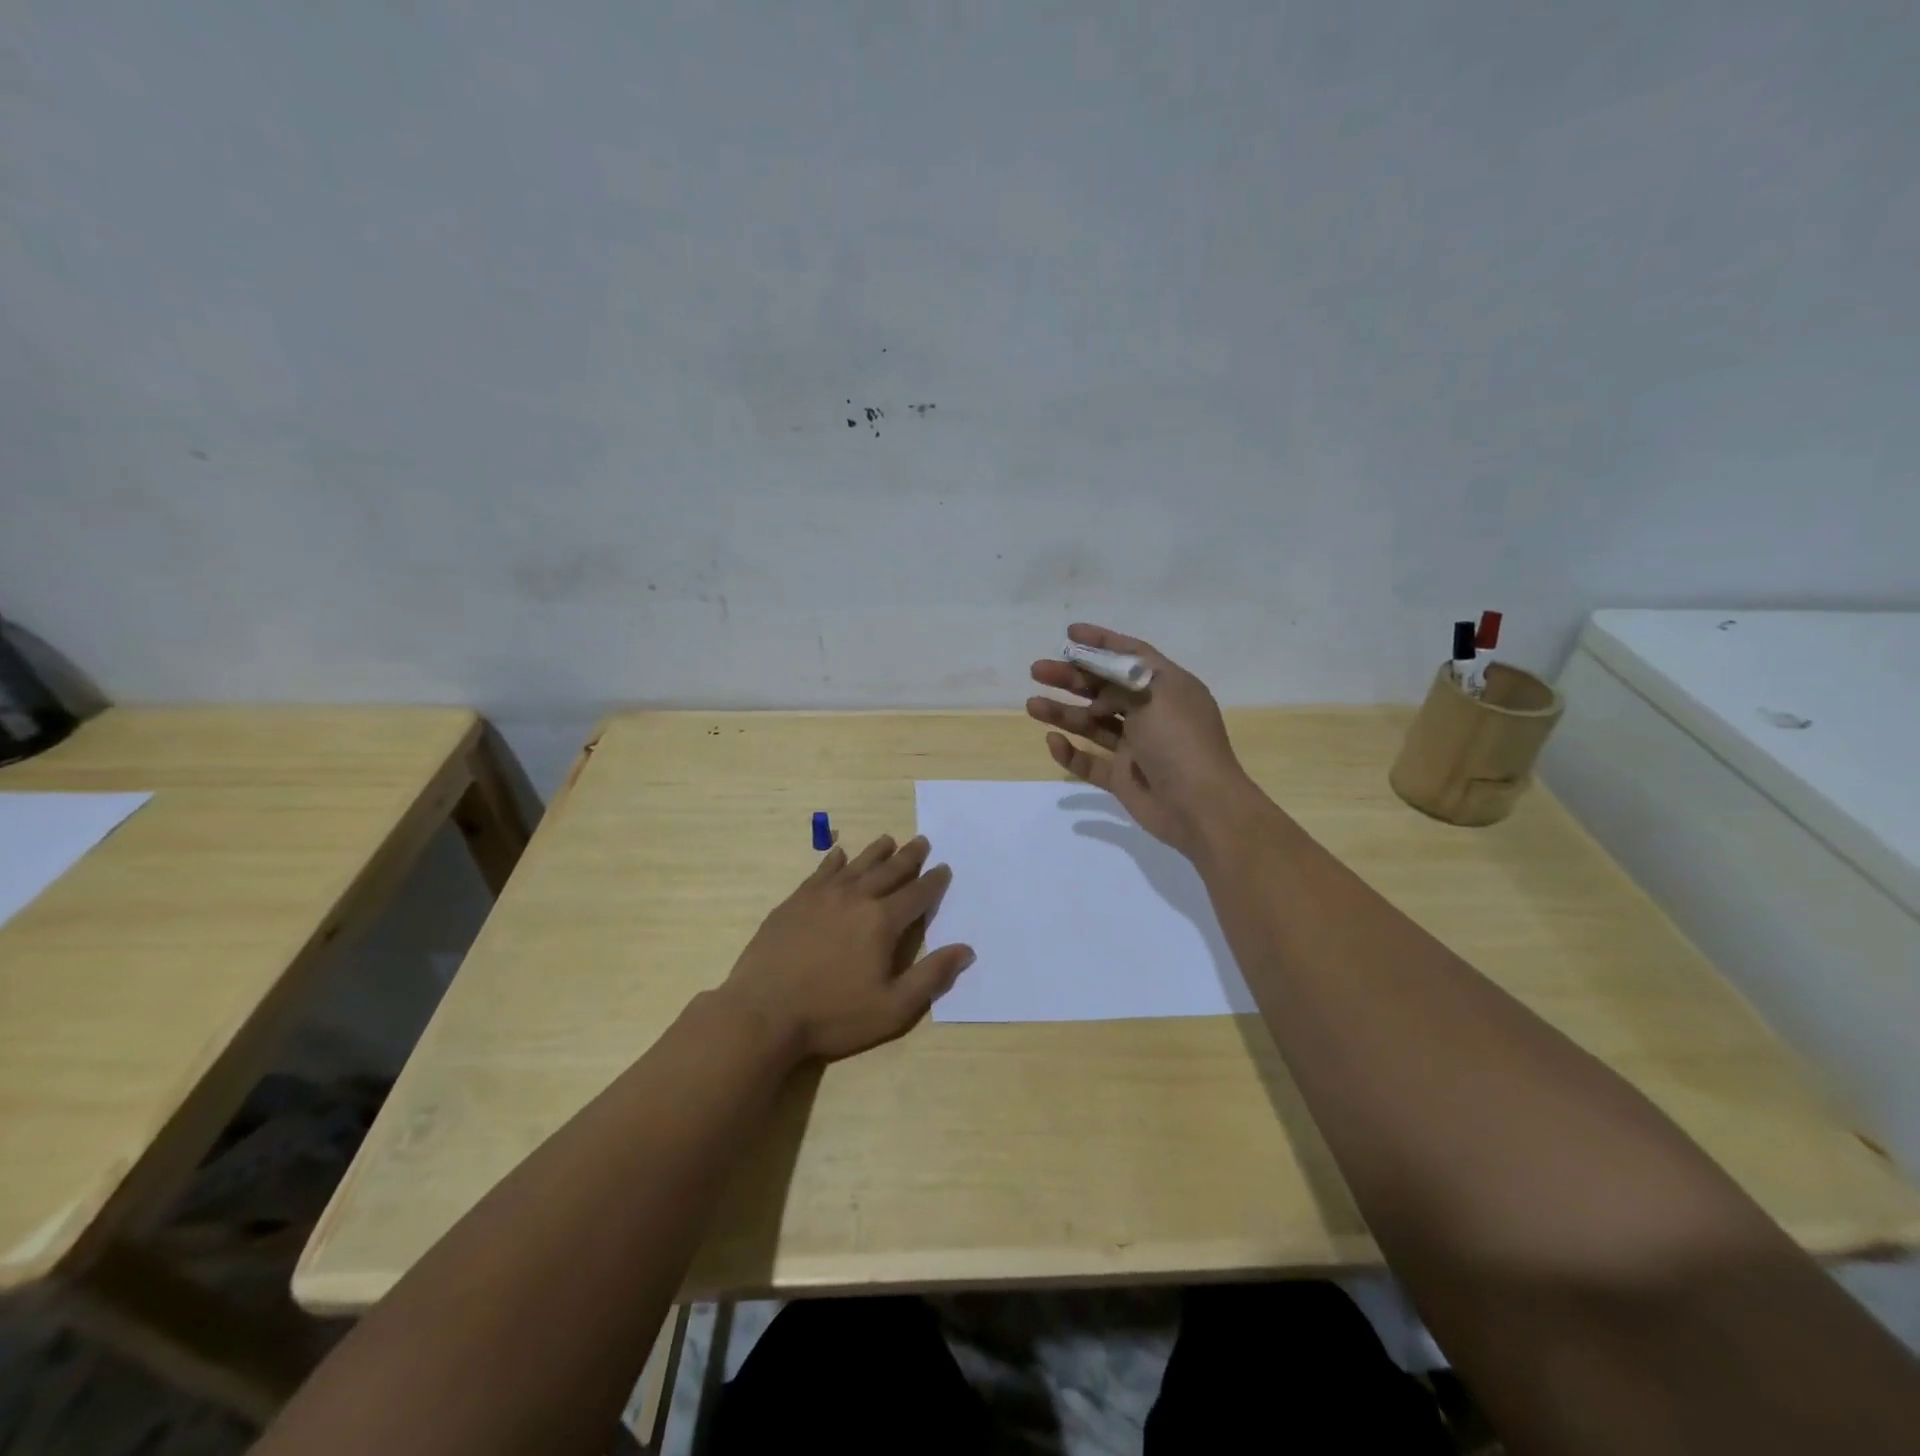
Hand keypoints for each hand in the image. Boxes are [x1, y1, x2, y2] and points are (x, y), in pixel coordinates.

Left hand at [720, 834, 973, 1064]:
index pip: (917, 894)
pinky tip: (838, 855)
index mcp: (882, 921)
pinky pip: (821, 872)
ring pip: (856, 865)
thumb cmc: (833, 1015)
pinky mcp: (795, 901)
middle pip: (889, 870)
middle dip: (909, 856)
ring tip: (888, 840)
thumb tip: (966, 950)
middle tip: (921, 841)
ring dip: (876, 852)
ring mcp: (822, 896)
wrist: (763, 1013)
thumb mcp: (892, 1008)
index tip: (944, 868)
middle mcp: (856, 898)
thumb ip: (931, 976)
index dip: (934, 881)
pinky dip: (834, 861)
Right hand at [1027, 623, 1256, 855]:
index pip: (1131, 655)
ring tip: (1032, 705)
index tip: (1069, 634)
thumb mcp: (1155, 695)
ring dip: (1063, 712)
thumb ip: (1122, 682)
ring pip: (1092, 724)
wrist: (1200, 807)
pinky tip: (1052, 742)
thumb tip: (1099, 685)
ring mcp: (1136, 747)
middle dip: (1071, 678)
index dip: (1101, 642)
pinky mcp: (1123, 778)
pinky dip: (1071, 753)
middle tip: (1037, 670)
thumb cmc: (1181, 741)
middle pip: (1104, 688)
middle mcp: (1151, 713)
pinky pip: (1090, 762)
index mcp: (1167, 687)